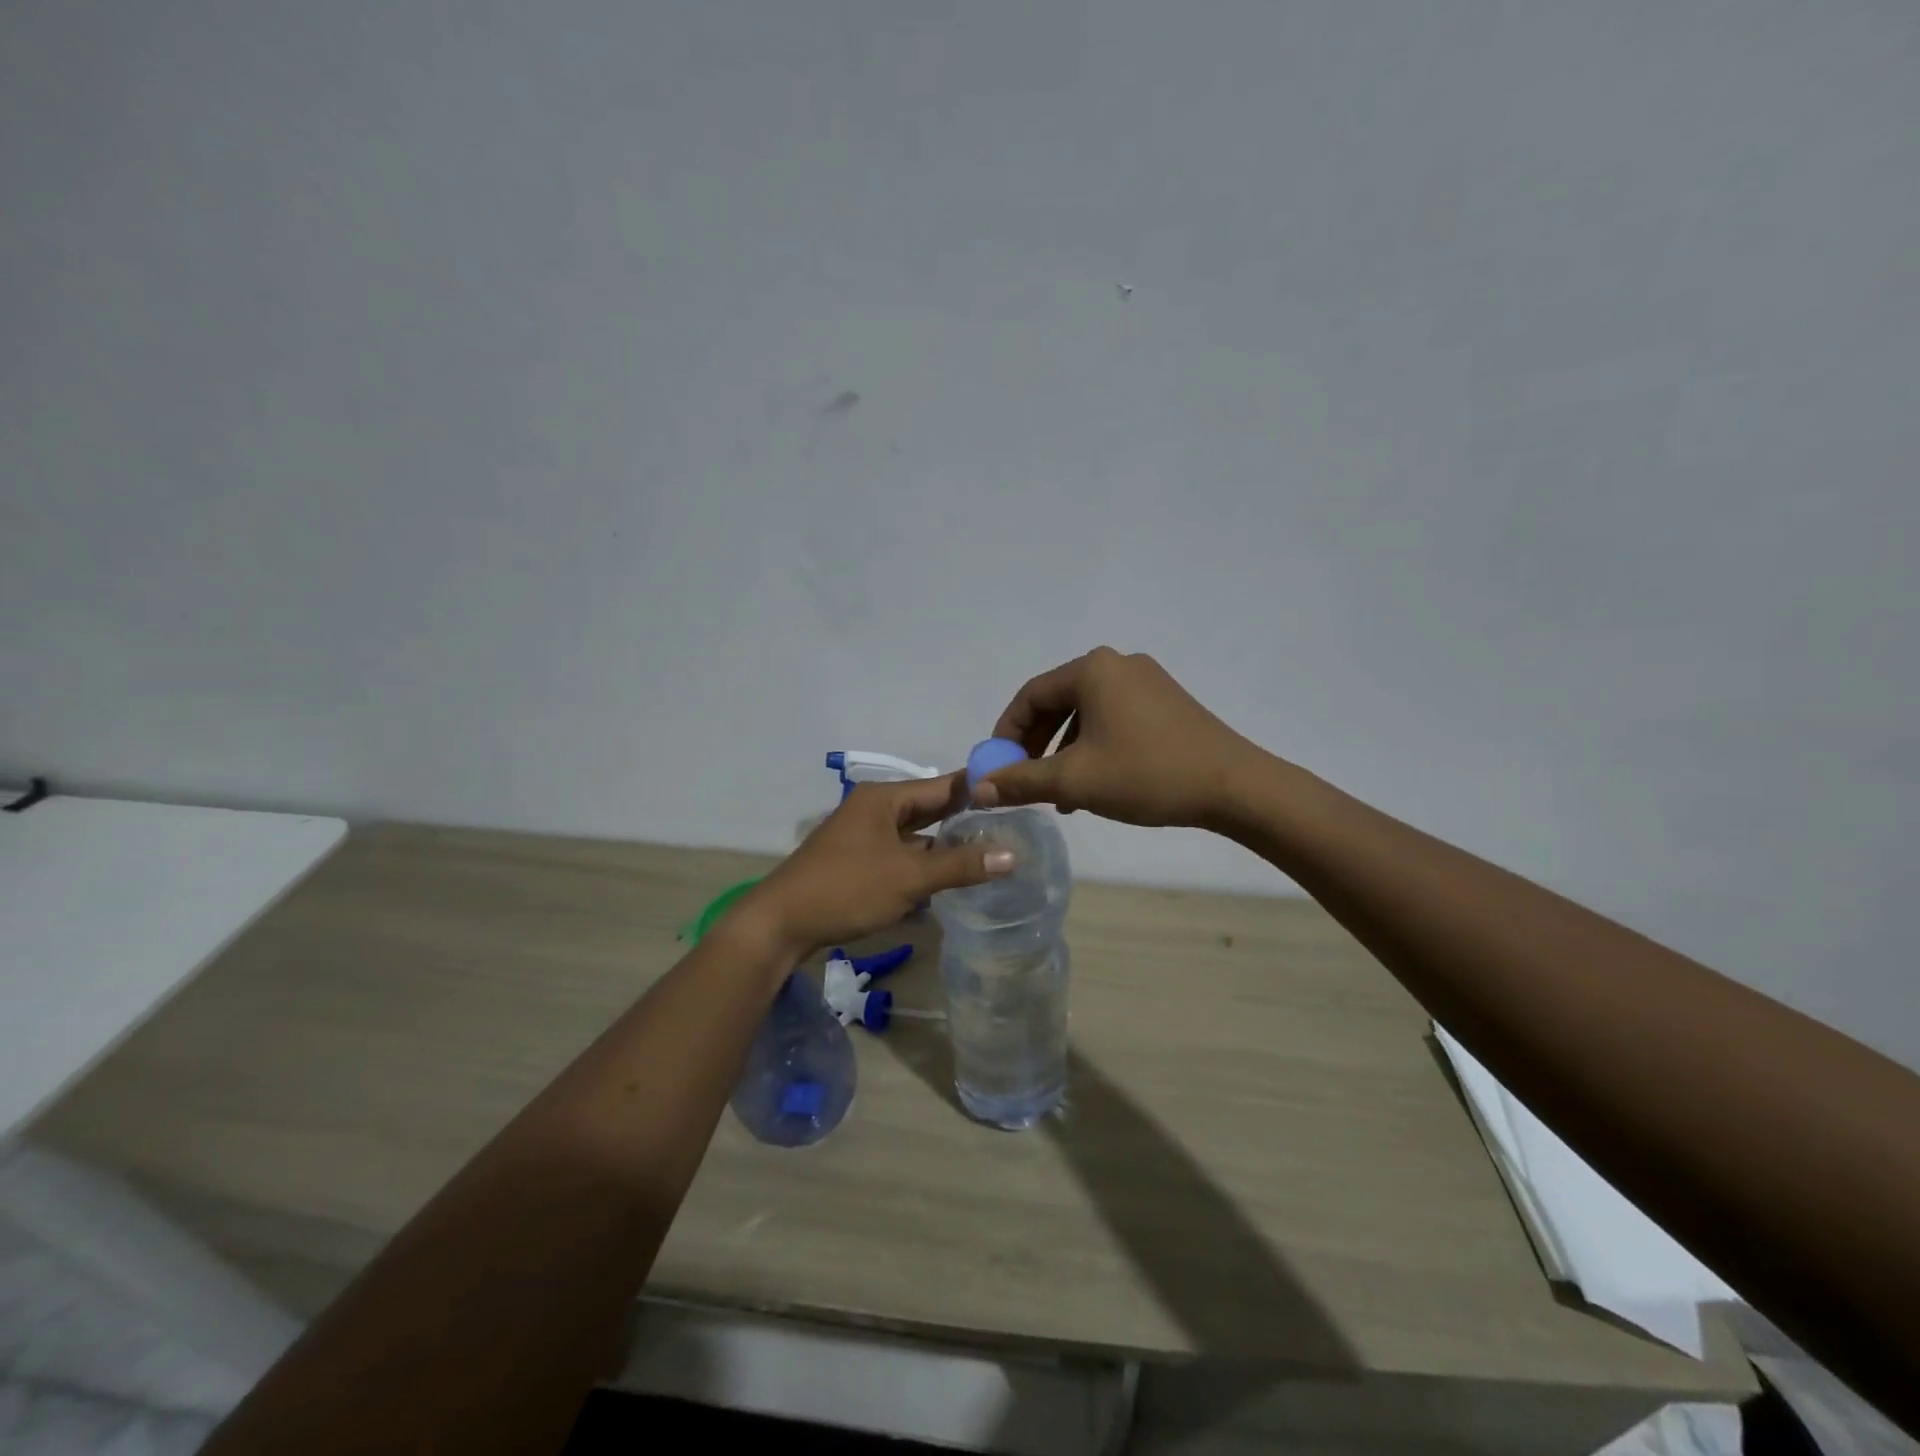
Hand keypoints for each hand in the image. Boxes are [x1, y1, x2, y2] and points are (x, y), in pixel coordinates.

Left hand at [733, 774, 1012, 958]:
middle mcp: (874, 809)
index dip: (979, 790)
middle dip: (965, 820)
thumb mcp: (909, 877)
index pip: (943, 786)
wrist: (780, 923)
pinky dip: (923, 863)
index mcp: (884, 798)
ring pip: (915, 835)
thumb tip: (1014, 854)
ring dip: (944, 845)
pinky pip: (900, 855)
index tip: (1016, 795)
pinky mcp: (857, 861)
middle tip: (1011, 828)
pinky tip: (948, 878)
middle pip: (929, 809)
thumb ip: (960, 864)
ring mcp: (863, 836)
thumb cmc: (846, 888)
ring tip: (989, 853)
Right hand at [974, 647, 1266, 828]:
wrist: (1234, 786)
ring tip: (1059, 794)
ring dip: (1064, 752)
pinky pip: (1113, 719)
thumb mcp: (1075, 781)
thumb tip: (978, 789)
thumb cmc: (1146, 774)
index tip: (997, 766)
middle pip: (1058, 702)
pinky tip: (1094, 784)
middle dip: (1036, 744)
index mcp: (1092, 670)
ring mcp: (1146, 681)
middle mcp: (1117, 664)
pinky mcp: (1166, 702)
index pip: (1030, 696)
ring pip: (1086, 715)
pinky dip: (1094, 748)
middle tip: (1024, 779)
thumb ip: (1021, 782)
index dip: (1006, 732)